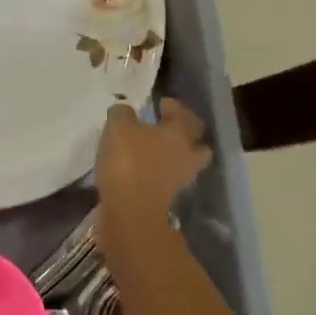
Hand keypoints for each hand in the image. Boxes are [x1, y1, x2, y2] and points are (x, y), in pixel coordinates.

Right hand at [94, 99, 212, 229]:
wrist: (131, 211)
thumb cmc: (128, 161)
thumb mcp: (118, 127)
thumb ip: (123, 113)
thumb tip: (125, 111)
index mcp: (179, 133)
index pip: (184, 115)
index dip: (174, 107)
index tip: (161, 103)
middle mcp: (187, 155)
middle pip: (197, 142)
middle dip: (185, 133)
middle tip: (166, 127)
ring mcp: (180, 179)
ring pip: (185, 162)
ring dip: (175, 155)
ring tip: (154, 149)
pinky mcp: (168, 199)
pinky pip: (169, 178)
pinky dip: (161, 172)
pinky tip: (144, 168)